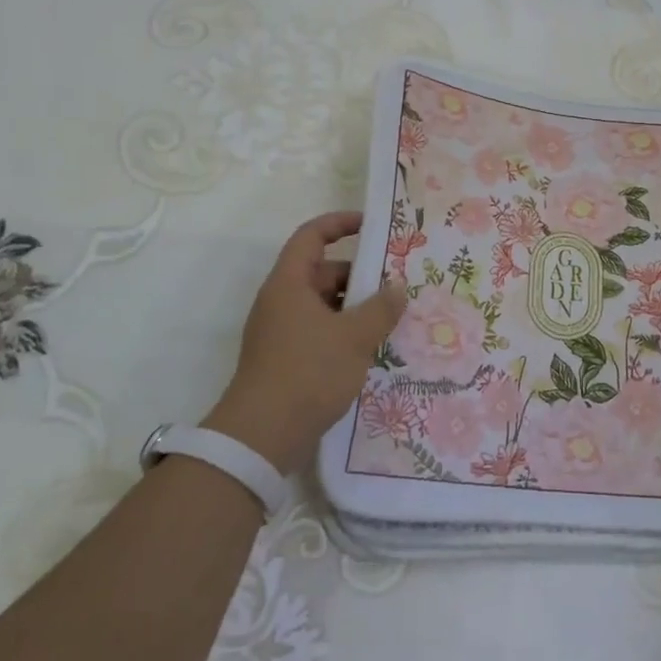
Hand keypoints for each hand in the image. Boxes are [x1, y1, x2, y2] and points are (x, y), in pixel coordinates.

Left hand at [207, 211, 406, 474]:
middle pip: (321, 272)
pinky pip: (320, 331)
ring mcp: (281, 332)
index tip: (371, 225)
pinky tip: (371, 348)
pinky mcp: (286, 359)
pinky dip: (344, 331)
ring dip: (354, 307)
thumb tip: (397, 288)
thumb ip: (381, 308)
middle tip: (395, 284)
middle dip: (358, 275)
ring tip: (391, 318)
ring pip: (323, 305)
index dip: (339, 223)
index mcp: (289, 284)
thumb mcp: (354, 337)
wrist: (262, 436)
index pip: (312, 236)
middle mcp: (281, 301)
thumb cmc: (308, 372)